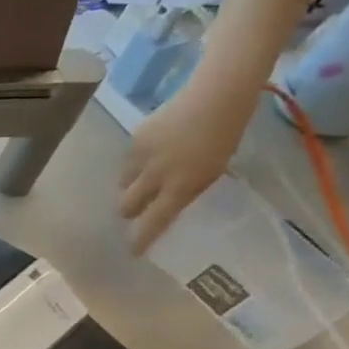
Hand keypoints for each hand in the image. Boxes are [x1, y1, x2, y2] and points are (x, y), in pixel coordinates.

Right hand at [119, 80, 252, 253]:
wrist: (216, 97)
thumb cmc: (225, 136)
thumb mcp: (213, 171)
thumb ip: (187, 189)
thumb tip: (167, 203)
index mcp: (181, 187)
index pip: (155, 221)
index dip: (142, 238)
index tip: (133, 251)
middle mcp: (155, 176)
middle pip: (127, 205)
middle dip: (129, 211)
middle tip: (136, 210)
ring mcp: (141, 158)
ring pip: (123, 183)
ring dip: (131, 186)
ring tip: (144, 178)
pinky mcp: (134, 141)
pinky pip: (127, 162)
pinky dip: (134, 164)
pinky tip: (150, 154)